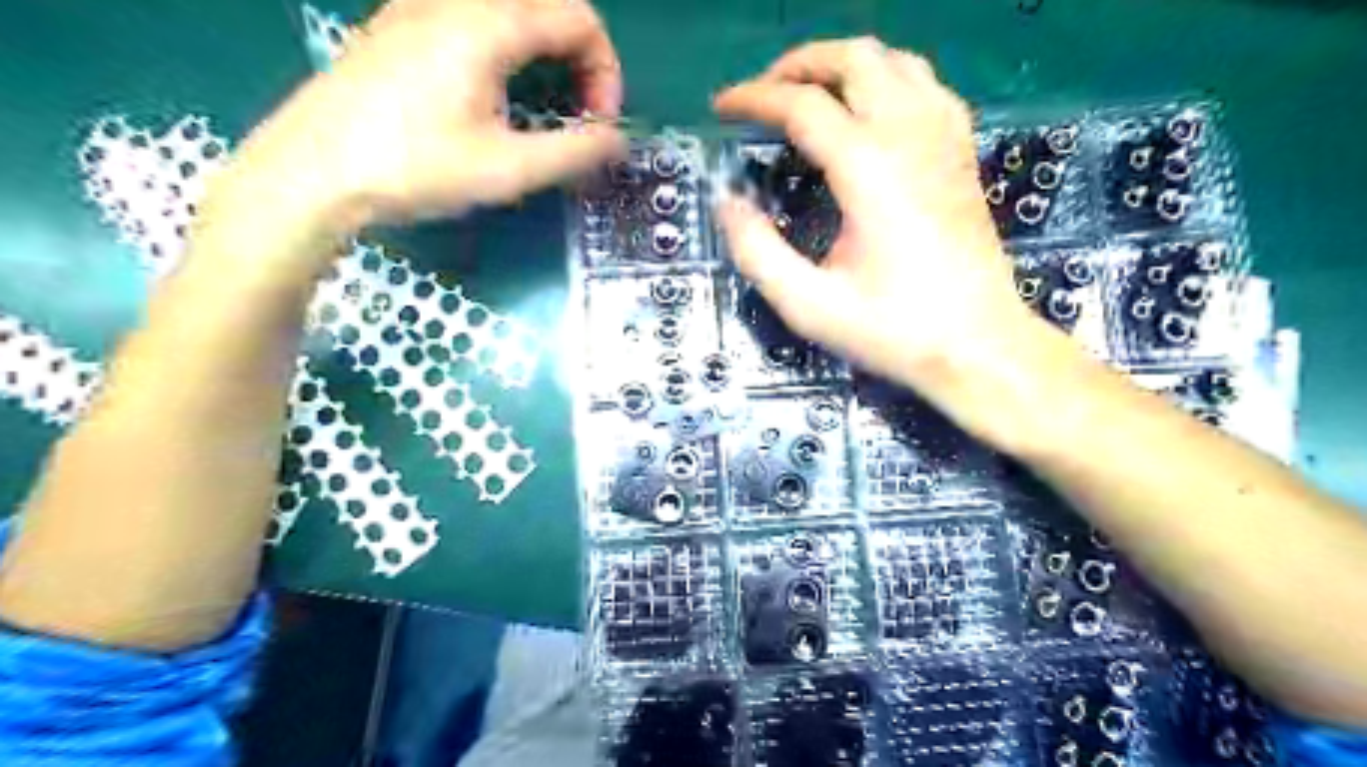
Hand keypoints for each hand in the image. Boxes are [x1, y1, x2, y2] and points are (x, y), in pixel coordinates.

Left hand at [226, 1, 628, 230]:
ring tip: (542, 106)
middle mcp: (455, 0)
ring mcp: (419, 7)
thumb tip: (618, 142)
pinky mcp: (398, 27)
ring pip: (509, 9)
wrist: (311, 171)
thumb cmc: (414, 168)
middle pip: (547, 6)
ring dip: (544, 51)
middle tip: (578, 113)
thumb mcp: (507, 170)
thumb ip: (574, 152)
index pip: (579, 20)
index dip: (605, 72)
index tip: (598, 124)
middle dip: (580, 57)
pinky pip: (473, 18)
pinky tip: (492, 94)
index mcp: (488, 24)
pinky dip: (507, 47)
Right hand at [717, 39, 1037, 396]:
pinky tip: (873, 109)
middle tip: (764, 91)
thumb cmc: (894, 330)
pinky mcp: (962, 154)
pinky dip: (890, 80)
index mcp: (868, 169)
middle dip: (799, 63)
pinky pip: (928, 87)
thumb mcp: (810, 305)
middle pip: (853, 59)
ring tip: (811, 91)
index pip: (801, 106)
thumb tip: (727, 203)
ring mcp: (944, 140)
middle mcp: (909, 137)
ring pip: (895, 61)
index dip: (753, 99)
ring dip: (845, 64)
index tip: (722, 107)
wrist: (978, 346)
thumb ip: (758, 252)